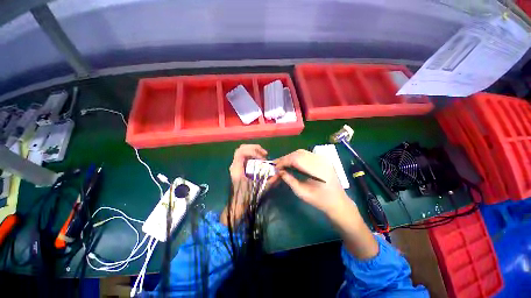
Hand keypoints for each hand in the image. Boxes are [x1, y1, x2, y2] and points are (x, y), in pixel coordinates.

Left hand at [221, 144, 276, 225]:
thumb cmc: (246, 197)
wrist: (237, 204)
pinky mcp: (240, 167)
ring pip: (244, 150)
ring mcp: (237, 165)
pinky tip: (261, 161)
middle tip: (265, 154)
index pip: (241, 152)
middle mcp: (235, 164)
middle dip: (255, 148)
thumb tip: (280, 172)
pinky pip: (246, 156)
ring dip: (255, 151)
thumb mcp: (260, 188)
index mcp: (236, 168)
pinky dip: (254, 155)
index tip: (263, 159)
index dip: (253, 151)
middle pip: (242, 148)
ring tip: (264, 156)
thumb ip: (270, 180)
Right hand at [274, 149, 349, 215]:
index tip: (275, 167)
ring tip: (284, 164)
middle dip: (286, 158)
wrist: (338, 202)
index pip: (296, 159)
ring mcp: (323, 158)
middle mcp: (320, 160)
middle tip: (278, 165)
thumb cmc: (320, 200)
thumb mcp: (302, 193)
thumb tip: (279, 171)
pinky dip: (297, 157)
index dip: (284, 161)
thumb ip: (289, 180)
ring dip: (291, 157)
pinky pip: (307, 154)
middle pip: (298, 153)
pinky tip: (293, 163)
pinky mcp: (323, 158)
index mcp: (317, 169)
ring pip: (302, 152)